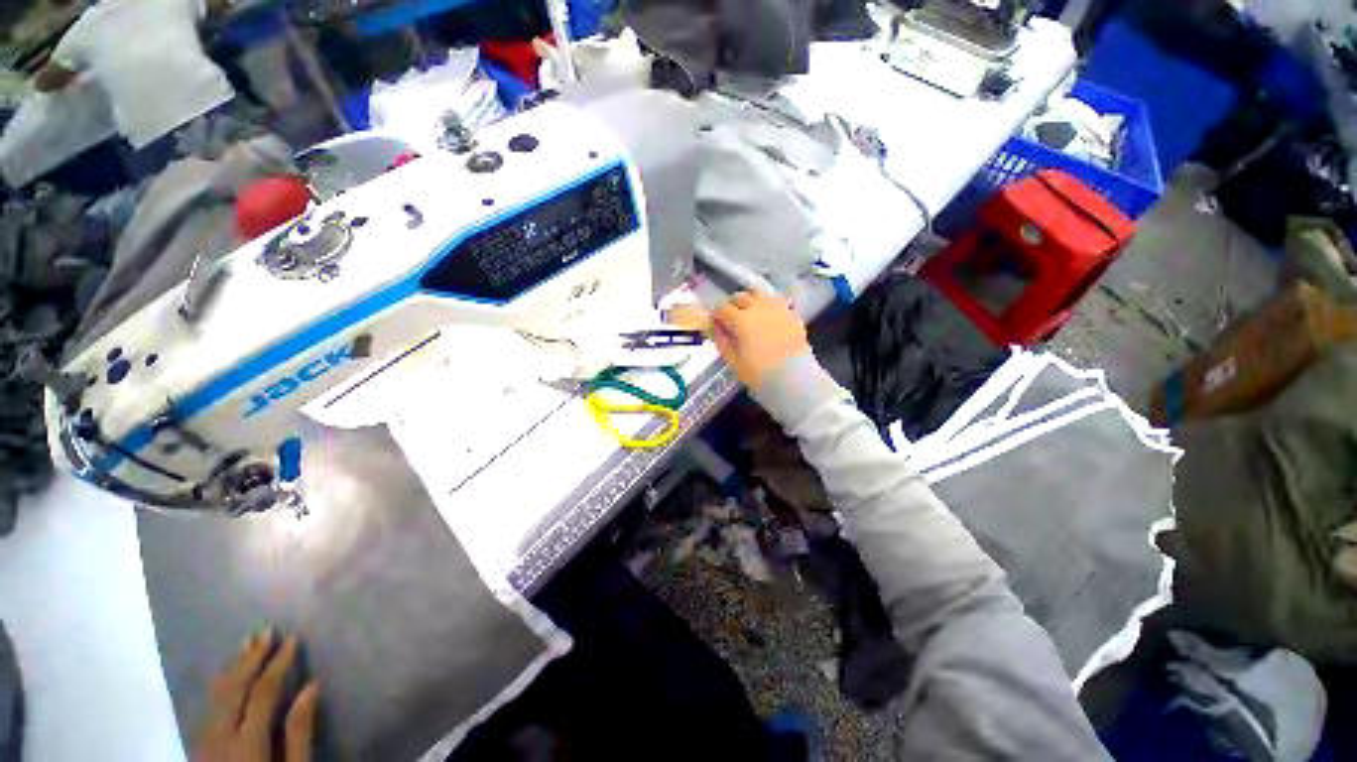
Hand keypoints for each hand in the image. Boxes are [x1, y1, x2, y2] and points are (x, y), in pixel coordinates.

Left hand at [193, 630, 318, 761]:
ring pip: (215, 696)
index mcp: (247, 744)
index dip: (278, 663)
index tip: (292, 638)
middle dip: (250, 658)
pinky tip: (228, 677)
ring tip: (247, 645)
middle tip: (266, 630)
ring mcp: (204, 744)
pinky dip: (221, 686)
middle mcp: (220, 738)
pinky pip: (209, 708)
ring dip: (233, 667)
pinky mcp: (199, 748)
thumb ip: (300, 733)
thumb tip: (311, 686)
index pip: (262, 692)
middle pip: (233, 689)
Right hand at [711, 291, 809, 390]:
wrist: (794, 378)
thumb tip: (717, 329)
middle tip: (731, 318)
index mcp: (740, 319)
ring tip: (750, 314)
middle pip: (741, 297)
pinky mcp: (792, 314)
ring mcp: (777, 308)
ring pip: (759, 294)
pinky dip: (768, 306)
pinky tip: (768, 318)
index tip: (715, 322)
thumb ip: (722, 341)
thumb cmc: (759, 373)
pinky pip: (776, 303)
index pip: (722, 308)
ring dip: (751, 301)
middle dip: (732, 305)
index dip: (716, 315)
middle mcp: (758, 307)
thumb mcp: (733, 361)